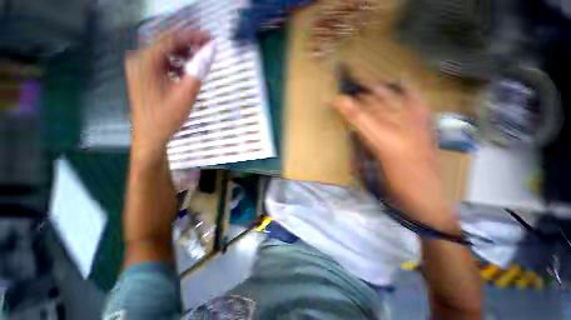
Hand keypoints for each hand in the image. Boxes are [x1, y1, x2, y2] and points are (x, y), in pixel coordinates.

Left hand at [125, 30, 209, 160]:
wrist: (150, 134)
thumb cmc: (167, 117)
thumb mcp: (186, 94)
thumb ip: (198, 70)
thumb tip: (209, 52)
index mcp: (146, 61)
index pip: (171, 38)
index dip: (192, 36)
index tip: (210, 39)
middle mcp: (139, 59)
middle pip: (166, 42)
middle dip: (188, 44)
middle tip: (207, 49)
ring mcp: (139, 67)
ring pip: (164, 52)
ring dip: (182, 54)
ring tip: (198, 61)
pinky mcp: (142, 75)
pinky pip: (161, 62)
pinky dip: (175, 63)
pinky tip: (185, 72)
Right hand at [333, 83, 456, 228]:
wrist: (428, 198)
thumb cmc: (394, 188)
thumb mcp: (371, 169)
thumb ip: (363, 147)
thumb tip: (356, 132)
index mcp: (384, 142)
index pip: (360, 118)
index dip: (345, 107)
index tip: (334, 99)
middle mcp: (401, 129)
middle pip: (377, 105)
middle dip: (360, 96)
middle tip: (348, 92)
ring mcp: (417, 125)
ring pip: (394, 100)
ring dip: (378, 90)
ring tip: (367, 84)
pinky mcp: (427, 127)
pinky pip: (418, 102)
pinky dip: (410, 90)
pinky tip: (403, 80)